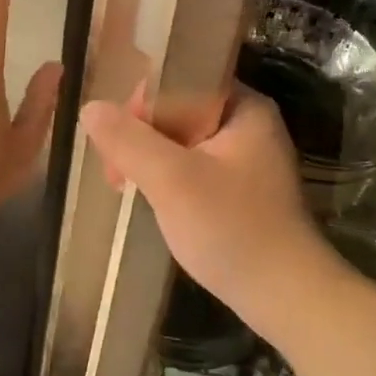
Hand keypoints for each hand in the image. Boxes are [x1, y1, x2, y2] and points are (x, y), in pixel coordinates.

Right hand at [79, 85, 331, 327]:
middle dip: (142, 135)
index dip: (142, 101)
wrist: (285, 297)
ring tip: (121, 185)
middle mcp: (249, 124)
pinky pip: (194, 167)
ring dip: (151, 159)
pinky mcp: (240, 190)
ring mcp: (247, 159)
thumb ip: (130, 141)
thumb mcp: (173, 180)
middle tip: (114, 171)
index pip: (183, 78)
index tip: (115, 135)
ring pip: (184, 142)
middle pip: (181, 109)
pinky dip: (169, 178)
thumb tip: (90, 107)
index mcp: (244, 107)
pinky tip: (150, 199)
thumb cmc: (232, 229)